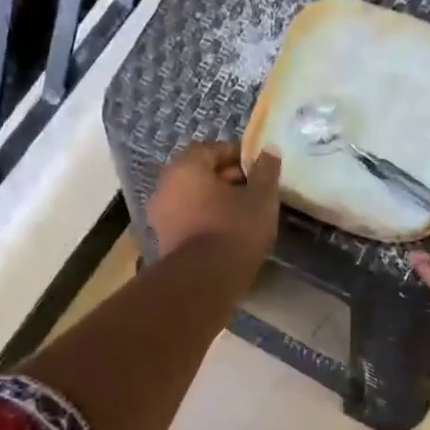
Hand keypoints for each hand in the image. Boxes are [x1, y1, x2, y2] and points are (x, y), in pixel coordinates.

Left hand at [148, 138, 282, 280]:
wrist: (203, 281)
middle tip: (252, 188)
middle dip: (225, 177)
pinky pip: (187, 219)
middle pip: (198, 173)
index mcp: (185, 167)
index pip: (210, 148)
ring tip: (243, 211)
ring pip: (192, 198)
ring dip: (214, 200)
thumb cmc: (233, 230)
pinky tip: (227, 231)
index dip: (236, 153)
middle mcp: (165, 186)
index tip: (257, 165)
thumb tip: (269, 150)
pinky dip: (204, 219)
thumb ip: (266, 171)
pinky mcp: (163, 240)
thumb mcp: (261, 198)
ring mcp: (160, 215)